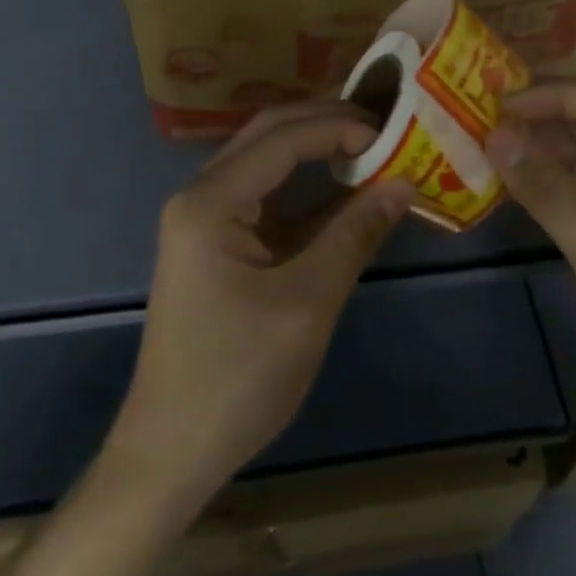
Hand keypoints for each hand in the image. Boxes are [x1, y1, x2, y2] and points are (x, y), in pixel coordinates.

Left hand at [106, 102, 414, 509]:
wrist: (170, 454)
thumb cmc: (237, 379)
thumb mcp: (307, 304)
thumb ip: (355, 235)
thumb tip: (404, 184)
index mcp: (210, 202)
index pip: (282, 139)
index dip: (339, 128)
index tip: (391, 134)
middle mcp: (201, 195)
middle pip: (268, 135)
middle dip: (325, 122)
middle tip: (382, 122)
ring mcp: (206, 219)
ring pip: (266, 161)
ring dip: (315, 148)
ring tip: (370, 141)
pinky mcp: (217, 243)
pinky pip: (266, 197)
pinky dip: (306, 189)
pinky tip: (345, 189)